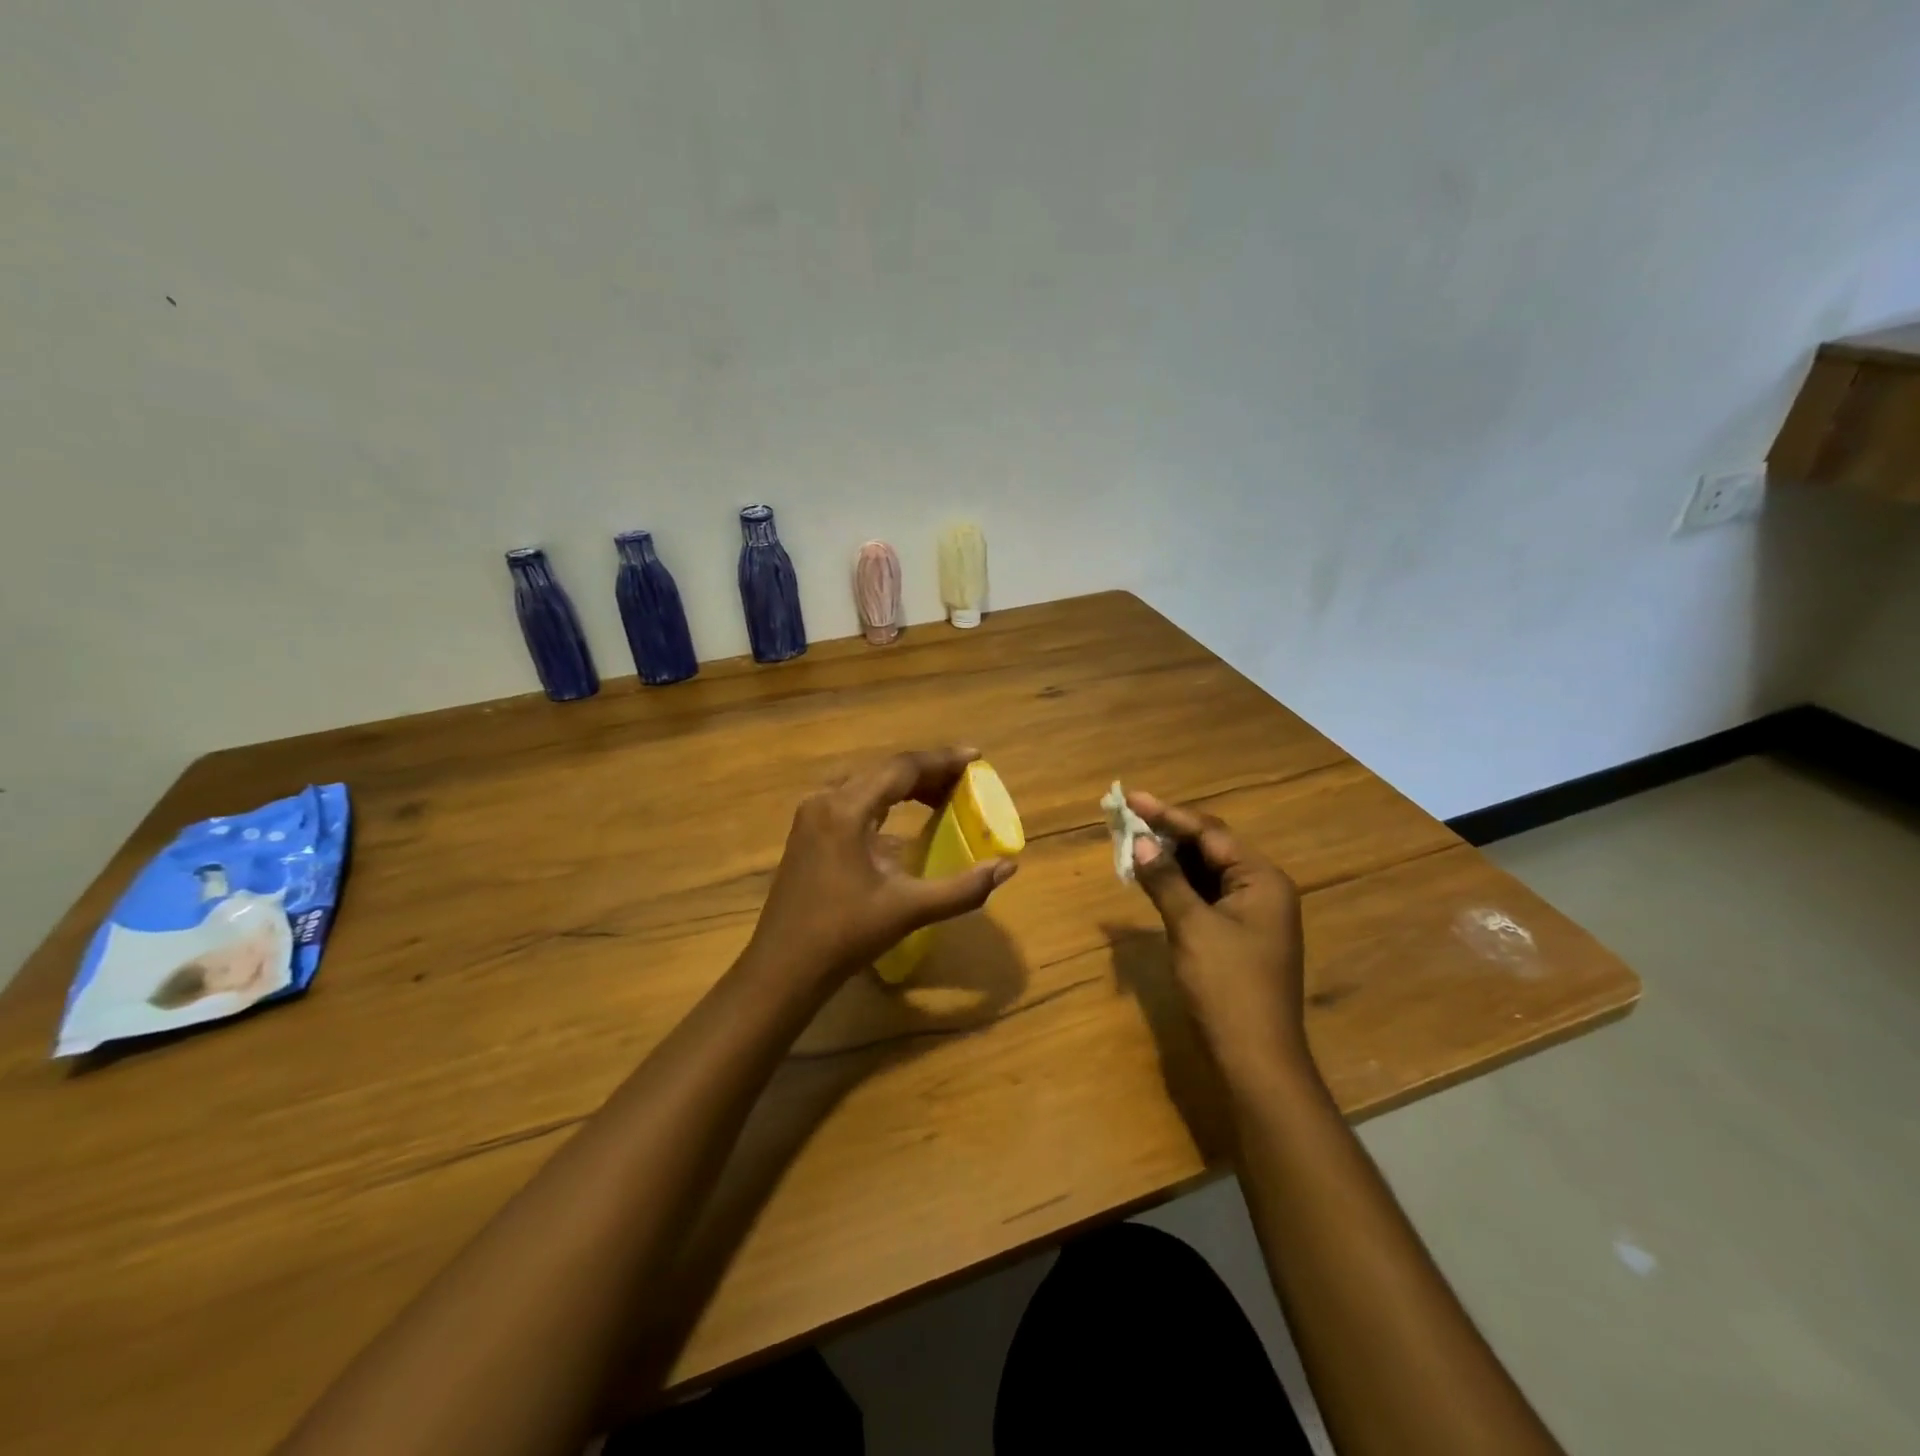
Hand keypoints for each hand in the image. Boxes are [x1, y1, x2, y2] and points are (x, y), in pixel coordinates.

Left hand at [749, 748, 1017, 984]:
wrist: (782, 969)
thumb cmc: (844, 936)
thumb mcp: (908, 910)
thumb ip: (962, 888)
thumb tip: (1007, 867)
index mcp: (846, 810)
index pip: (902, 768)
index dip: (941, 760)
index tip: (976, 757)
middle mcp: (825, 801)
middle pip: (883, 771)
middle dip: (926, 772)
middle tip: (964, 781)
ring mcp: (810, 817)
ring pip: (865, 784)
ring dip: (903, 786)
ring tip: (939, 796)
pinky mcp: (806, 834)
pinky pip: (850, 801)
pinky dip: (881, 802)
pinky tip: (899, 823)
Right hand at [1127, 792, 1309, 1077]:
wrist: (1255, 1059)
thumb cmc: (1227, 987)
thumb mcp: (1191, 928)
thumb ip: (1166, 881)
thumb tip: (1139, 842)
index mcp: (1262, 880)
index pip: (1210, 833)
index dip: (1167, 815)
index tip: (1131, 798)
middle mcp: (1262, 889)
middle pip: (1210, 848)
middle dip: (1167, 833)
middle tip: (1126, 819)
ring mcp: (1251, 915)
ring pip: (1205, 872)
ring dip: (1170, 859)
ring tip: (1131, 842)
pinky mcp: (1237, 936)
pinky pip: (1205, 896)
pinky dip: (1178, 886)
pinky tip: (1151, 879)